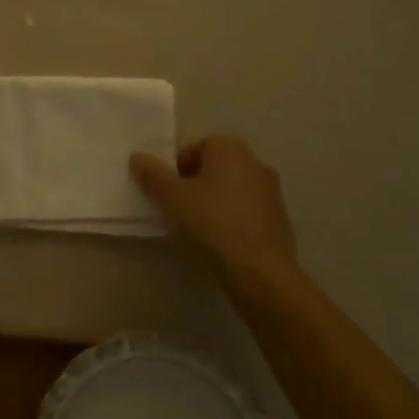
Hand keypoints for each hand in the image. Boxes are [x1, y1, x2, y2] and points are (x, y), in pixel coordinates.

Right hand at [130, 135, 297, 277]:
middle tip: (180, 208)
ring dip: (215, 202)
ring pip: (232, 189)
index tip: (169, 193)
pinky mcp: (281, 218)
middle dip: (196, 184)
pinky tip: (222, 242)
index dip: (176, 169)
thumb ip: (152, 174)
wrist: (260, 270)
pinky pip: (248, 211)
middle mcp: (255, 161)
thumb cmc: (212, 222)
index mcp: (230, 148)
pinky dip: (234, 220)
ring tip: (199, 228)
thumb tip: (137, 157)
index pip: (195, 148)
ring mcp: (272, 190)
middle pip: (215, 167)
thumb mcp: (172, 197)